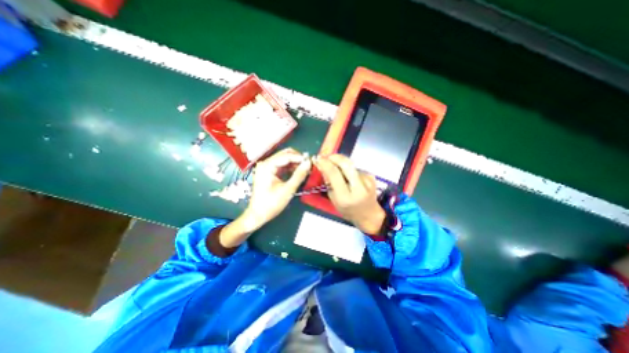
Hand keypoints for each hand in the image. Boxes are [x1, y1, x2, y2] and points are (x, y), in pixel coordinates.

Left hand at [241, 147, 311, 231]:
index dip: (300, 157)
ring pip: (284, 159)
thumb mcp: (288, 190)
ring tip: (306, 169)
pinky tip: (299, 172)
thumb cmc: (271, 204)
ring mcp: (266, 167)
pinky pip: (282, 165)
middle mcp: (266, 163)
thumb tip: (309, 162)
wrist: (258, 215)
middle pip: (285, 154)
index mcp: (267, 166)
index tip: (312, 162)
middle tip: (309, 165)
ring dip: (295, 162)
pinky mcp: (269, 172)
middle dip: (298, 158)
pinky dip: (291, 167)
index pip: (286, 156)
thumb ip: (299, 175)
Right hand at [317, 153, 385, 232]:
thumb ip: (328, 183)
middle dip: (334, 157)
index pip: (334, 174)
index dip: (325, 163)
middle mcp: (358, 187)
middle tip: (327, 157)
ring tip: (338, 170)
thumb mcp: (334, 199)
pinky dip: (349, 169)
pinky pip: (356, 168)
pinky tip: (349, 177)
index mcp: (345, 197)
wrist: (369, 214)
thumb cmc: (348, 210)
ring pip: (351, 164)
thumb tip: (323, 165)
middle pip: (346, 163)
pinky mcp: (371, 176)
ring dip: (341, 164)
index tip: (319, 158)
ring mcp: (367, 180)